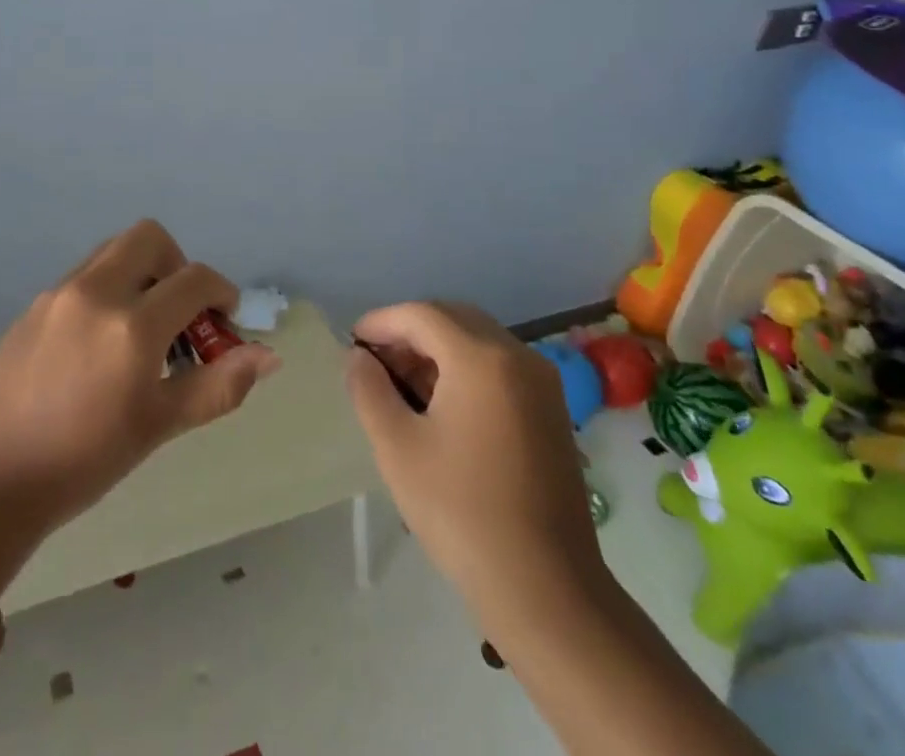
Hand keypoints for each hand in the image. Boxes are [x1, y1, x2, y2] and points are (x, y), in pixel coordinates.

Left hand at [0, 221, 279, 590]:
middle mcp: (96, 291)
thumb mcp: (157, 426)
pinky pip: (84, 275)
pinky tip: (100, 343)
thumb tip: (268, 356)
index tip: (225, 320)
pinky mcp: (34, 304)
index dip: (222, 292)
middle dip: (176, 265)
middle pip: (150, 237)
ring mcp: (59, 293)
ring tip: (140, 329)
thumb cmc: (83, 461)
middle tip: (179, 313)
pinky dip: (108, 288)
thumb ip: (217, 385)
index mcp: (131, 324)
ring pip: (114, 251)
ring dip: (140, 273)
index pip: (194, 279)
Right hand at [347, 302, 603, 623]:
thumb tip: (359, 358)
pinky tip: (442, 406)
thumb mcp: (397, 447)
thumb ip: (369, 389)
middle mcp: (518, 356)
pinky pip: (499, 366)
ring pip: (477, 341)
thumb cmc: (462, 512)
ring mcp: (542, 383)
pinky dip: (465, 369)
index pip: (421, 315)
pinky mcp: (552, 411)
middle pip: (452, 319)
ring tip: (403, 386)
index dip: (381, 322)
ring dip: (437, 350)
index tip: (352, 344)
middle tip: (375, 363)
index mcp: (481, 358)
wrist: (547, 590)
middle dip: (409, 332)